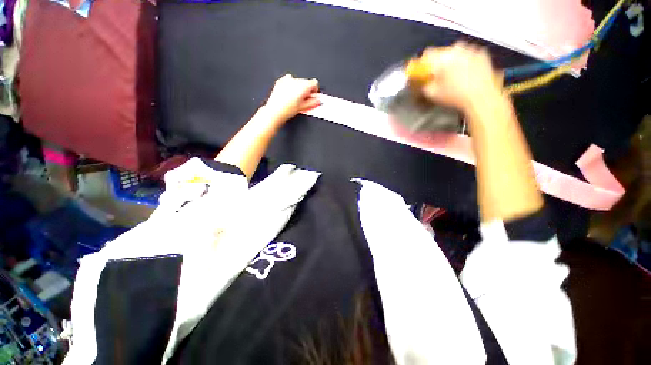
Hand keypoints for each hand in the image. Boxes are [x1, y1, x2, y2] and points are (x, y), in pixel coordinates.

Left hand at [263, 74, 320, 122]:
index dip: (314, 90)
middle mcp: (296, 80)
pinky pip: (288, 80)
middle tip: (303, 100)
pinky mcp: (280, 81)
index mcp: (303, 86)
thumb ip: (313, 102)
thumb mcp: (303, 107)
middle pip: (306, 82)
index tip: (312, 96)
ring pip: (298, 81)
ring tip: (295, 98)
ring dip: (298, 87)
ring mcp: (287, 80)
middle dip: (306, 89)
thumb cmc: (288, 110)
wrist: (275, 111)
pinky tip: (289, 93)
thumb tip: (317, 100)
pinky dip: (290, 85)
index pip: (314, 83)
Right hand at [416, 42, 503, 112]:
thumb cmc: (455, 95)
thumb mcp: (432, 94)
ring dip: (453, 60)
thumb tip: (424, 82)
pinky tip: (466, 73)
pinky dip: (466, 61)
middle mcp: (456, 49)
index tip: (424, 70)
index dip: (424, 62)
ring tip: (454, 74)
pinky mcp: (482, 54)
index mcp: (442, 58)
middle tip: (440, 74)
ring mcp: (471, 49)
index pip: (427, 54)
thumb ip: (425, 85)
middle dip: (440, 62)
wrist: (481, 97)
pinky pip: (470, 55)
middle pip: (443, 52)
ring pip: (457, 52)